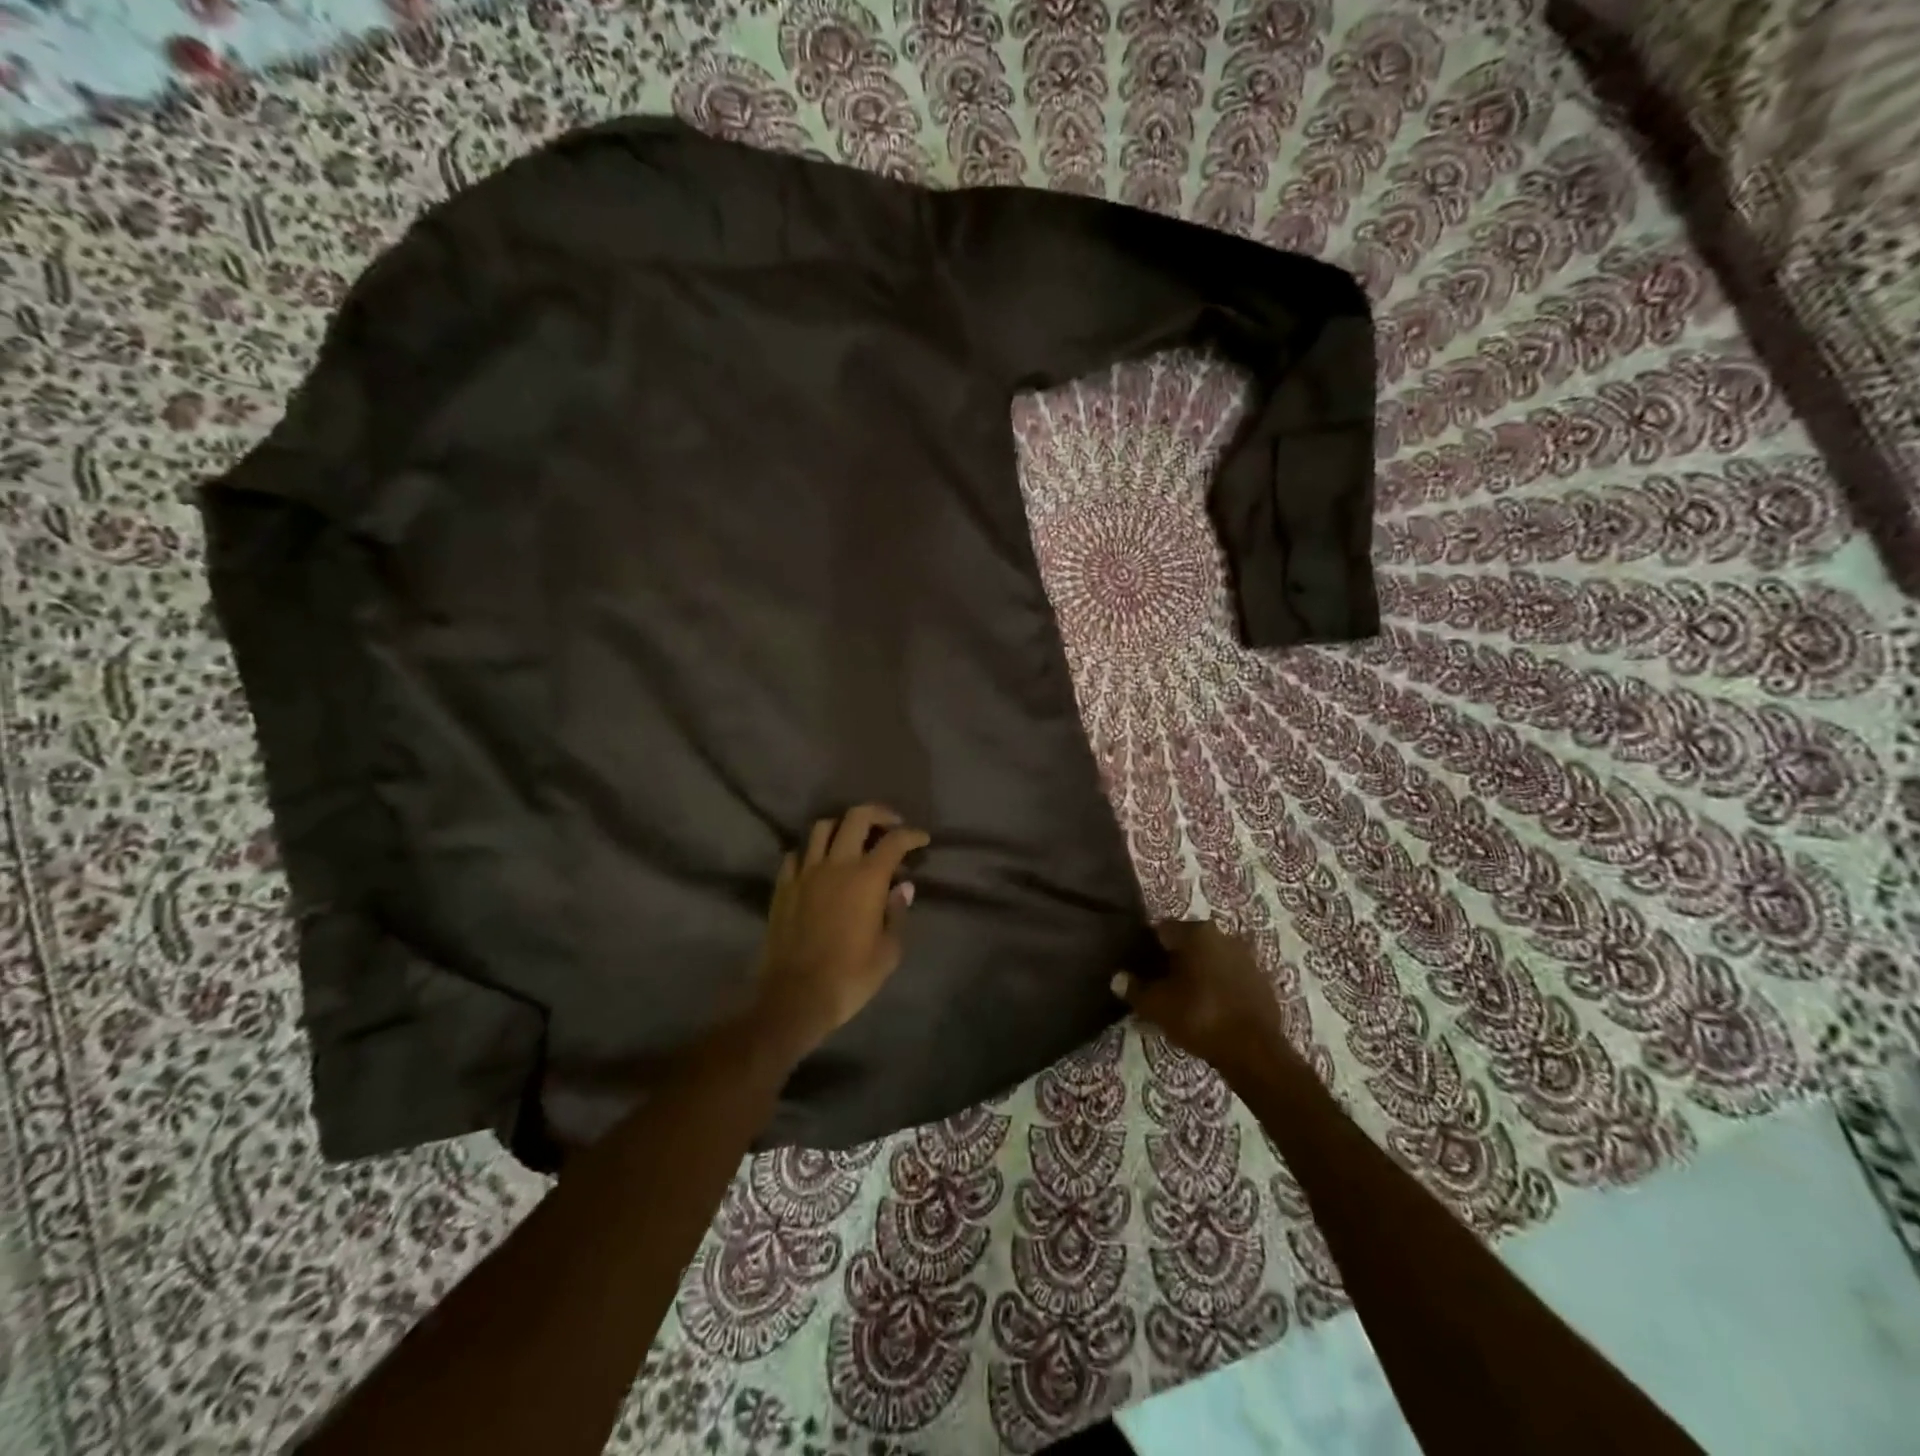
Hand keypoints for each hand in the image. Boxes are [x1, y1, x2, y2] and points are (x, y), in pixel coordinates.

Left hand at [754, 804, 929, 1054]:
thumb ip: (897, 913)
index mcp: (867, 878)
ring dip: (841, 826)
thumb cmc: (850, 977)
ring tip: (852, 839)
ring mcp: (805, 872)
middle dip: (877, 814)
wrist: (795, 997)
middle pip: (856, 817)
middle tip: (890, 824)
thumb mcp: (888, 952)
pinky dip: (810, 851)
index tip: (922, 840)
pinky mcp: (783, 886)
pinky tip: (818, 864)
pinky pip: (796, 854)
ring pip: (821, 827)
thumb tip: (903, 888)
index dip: (912, 836)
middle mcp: (836, 865)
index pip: (894, 841)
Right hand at [1112, 920, 1291, 1085]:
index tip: (1139, 970)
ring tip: (1183, 1001)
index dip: (1146, 949)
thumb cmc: (1199, 1017)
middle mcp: (1222, 935)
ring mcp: (1246, 957)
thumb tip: (1117, 978)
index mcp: (1196, 932)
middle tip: (1158, 987)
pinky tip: (1208, 1009)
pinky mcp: (1261, 981)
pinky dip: (1217, 987)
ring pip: (1209, 960)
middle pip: (1187, 944)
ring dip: (1196, 975)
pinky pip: (1229, 977)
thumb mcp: (1156, 1005)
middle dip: (1171, 962)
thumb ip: (1134, 989)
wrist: (1255, 1051)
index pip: (1161, 930)